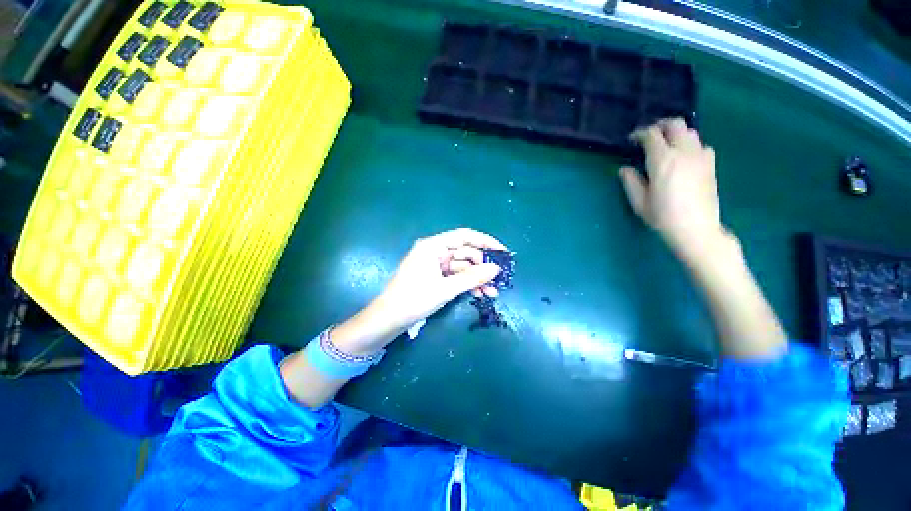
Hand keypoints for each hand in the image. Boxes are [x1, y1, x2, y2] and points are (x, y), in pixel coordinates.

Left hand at [331, 228, 506, 355]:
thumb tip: (496, 270)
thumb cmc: (413, 300)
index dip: (485, 241)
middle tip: (500, 278)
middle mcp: (434, 251)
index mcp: (432, 246)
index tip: (503, 251)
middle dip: (483, 266)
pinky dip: (468, 284)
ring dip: (478, 279)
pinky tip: (481, 294)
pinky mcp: (435, 277)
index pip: (464, 236)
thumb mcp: (445, 289)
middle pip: (465, 253)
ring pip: (462, 267)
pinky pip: (456, 277)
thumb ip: (472, 278)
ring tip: (494, 292)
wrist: (388, 320)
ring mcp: (435, 265)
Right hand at [619, 118, 725, 258]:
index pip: (651, 134)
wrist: (696, 228)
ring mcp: (700, 156)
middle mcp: (683, 151)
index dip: (640, 133)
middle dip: (660, 125)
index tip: (632, 140)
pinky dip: (691, 145)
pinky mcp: (711, 163)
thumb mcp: (639, 202)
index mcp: (662, 160)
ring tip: (667, 146)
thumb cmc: (663, 216)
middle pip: (675, 124)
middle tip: (650, 137)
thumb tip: (626, 168)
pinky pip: (702, 144)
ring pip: (690, 131)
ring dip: (676, 134)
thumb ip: (631, 181)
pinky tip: (685, 158)